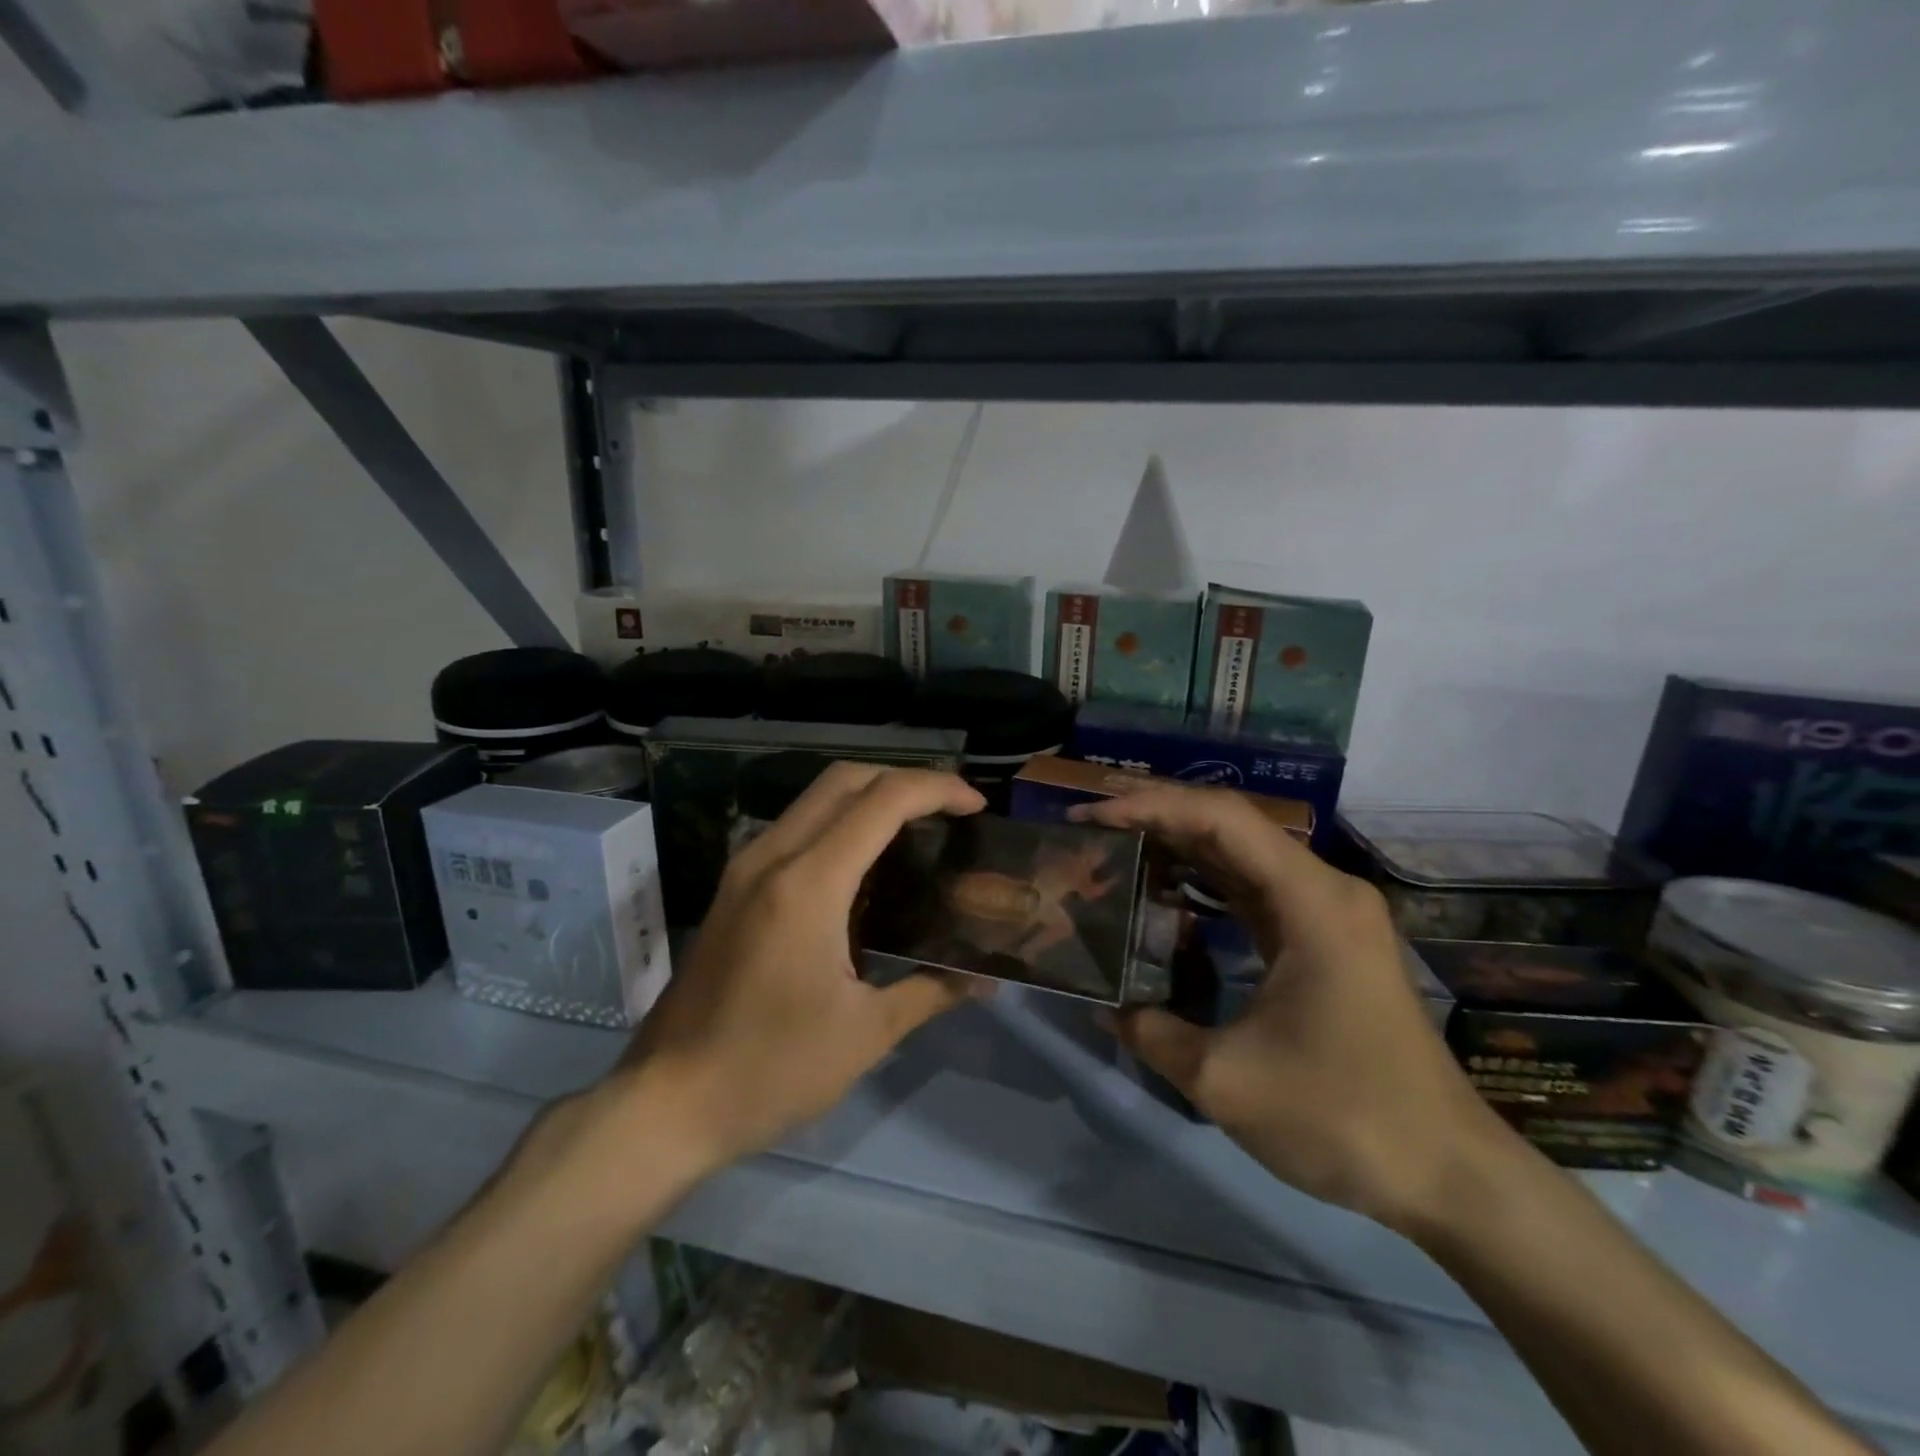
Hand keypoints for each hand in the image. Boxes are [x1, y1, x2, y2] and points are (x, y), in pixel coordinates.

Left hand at [616, 763, 987, 1180]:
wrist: (665, 1104)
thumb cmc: (769, 1070)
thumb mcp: (865, 1035)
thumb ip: (931, 991)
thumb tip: (986, 980)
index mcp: (807, 884)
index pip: (882, 800)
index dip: (937, 789)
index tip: (977, 806)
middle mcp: (772, 857)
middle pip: (845, 779)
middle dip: (905, 780)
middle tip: (951, 811)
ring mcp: (745, 868)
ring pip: (816, 797)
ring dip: (871, 797)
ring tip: (918, 830)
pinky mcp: (734, 887)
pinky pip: (797, 827)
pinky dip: (841, 822)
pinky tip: (868, 867)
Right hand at [1073, 785, 1509, 1234]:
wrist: (1450, 1176)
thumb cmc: (1345, 1117)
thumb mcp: (1226, 1080)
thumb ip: (1151, 1031)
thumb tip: (1102, 1005)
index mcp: (1311, 900)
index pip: (1221, 818)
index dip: (1151, 806)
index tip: (1092, 818)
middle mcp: (1324, 889)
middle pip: (1230, 826)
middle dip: (1156, 818)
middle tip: (1090, 829)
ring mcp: (1328, 912)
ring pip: (1241, 855)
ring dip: (1179, 847)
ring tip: (1115, 850)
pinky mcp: (1324, 939)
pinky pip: (1255, 889)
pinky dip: (1205, 883)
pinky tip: (1164, 892)